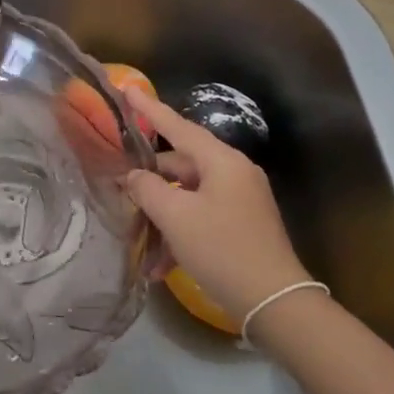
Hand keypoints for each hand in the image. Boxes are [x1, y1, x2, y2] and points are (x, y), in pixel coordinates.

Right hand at [121, 86, 310, 321]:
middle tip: (119, 190)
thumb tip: (132, 177)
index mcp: (222, 162)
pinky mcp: (241, 226)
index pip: (177, 126)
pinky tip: (159, 266)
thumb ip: (146, 188)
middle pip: (179, 164)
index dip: (149, 109)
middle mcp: (233, 174)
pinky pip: (200, 217)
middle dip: (148, 181)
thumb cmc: (222, 249)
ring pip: (186, 195)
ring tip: (138, 240)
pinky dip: (179, 234)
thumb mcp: (174, 216)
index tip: (127, 89)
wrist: (275, 304)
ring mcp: (239, 201)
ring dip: (161, 216)